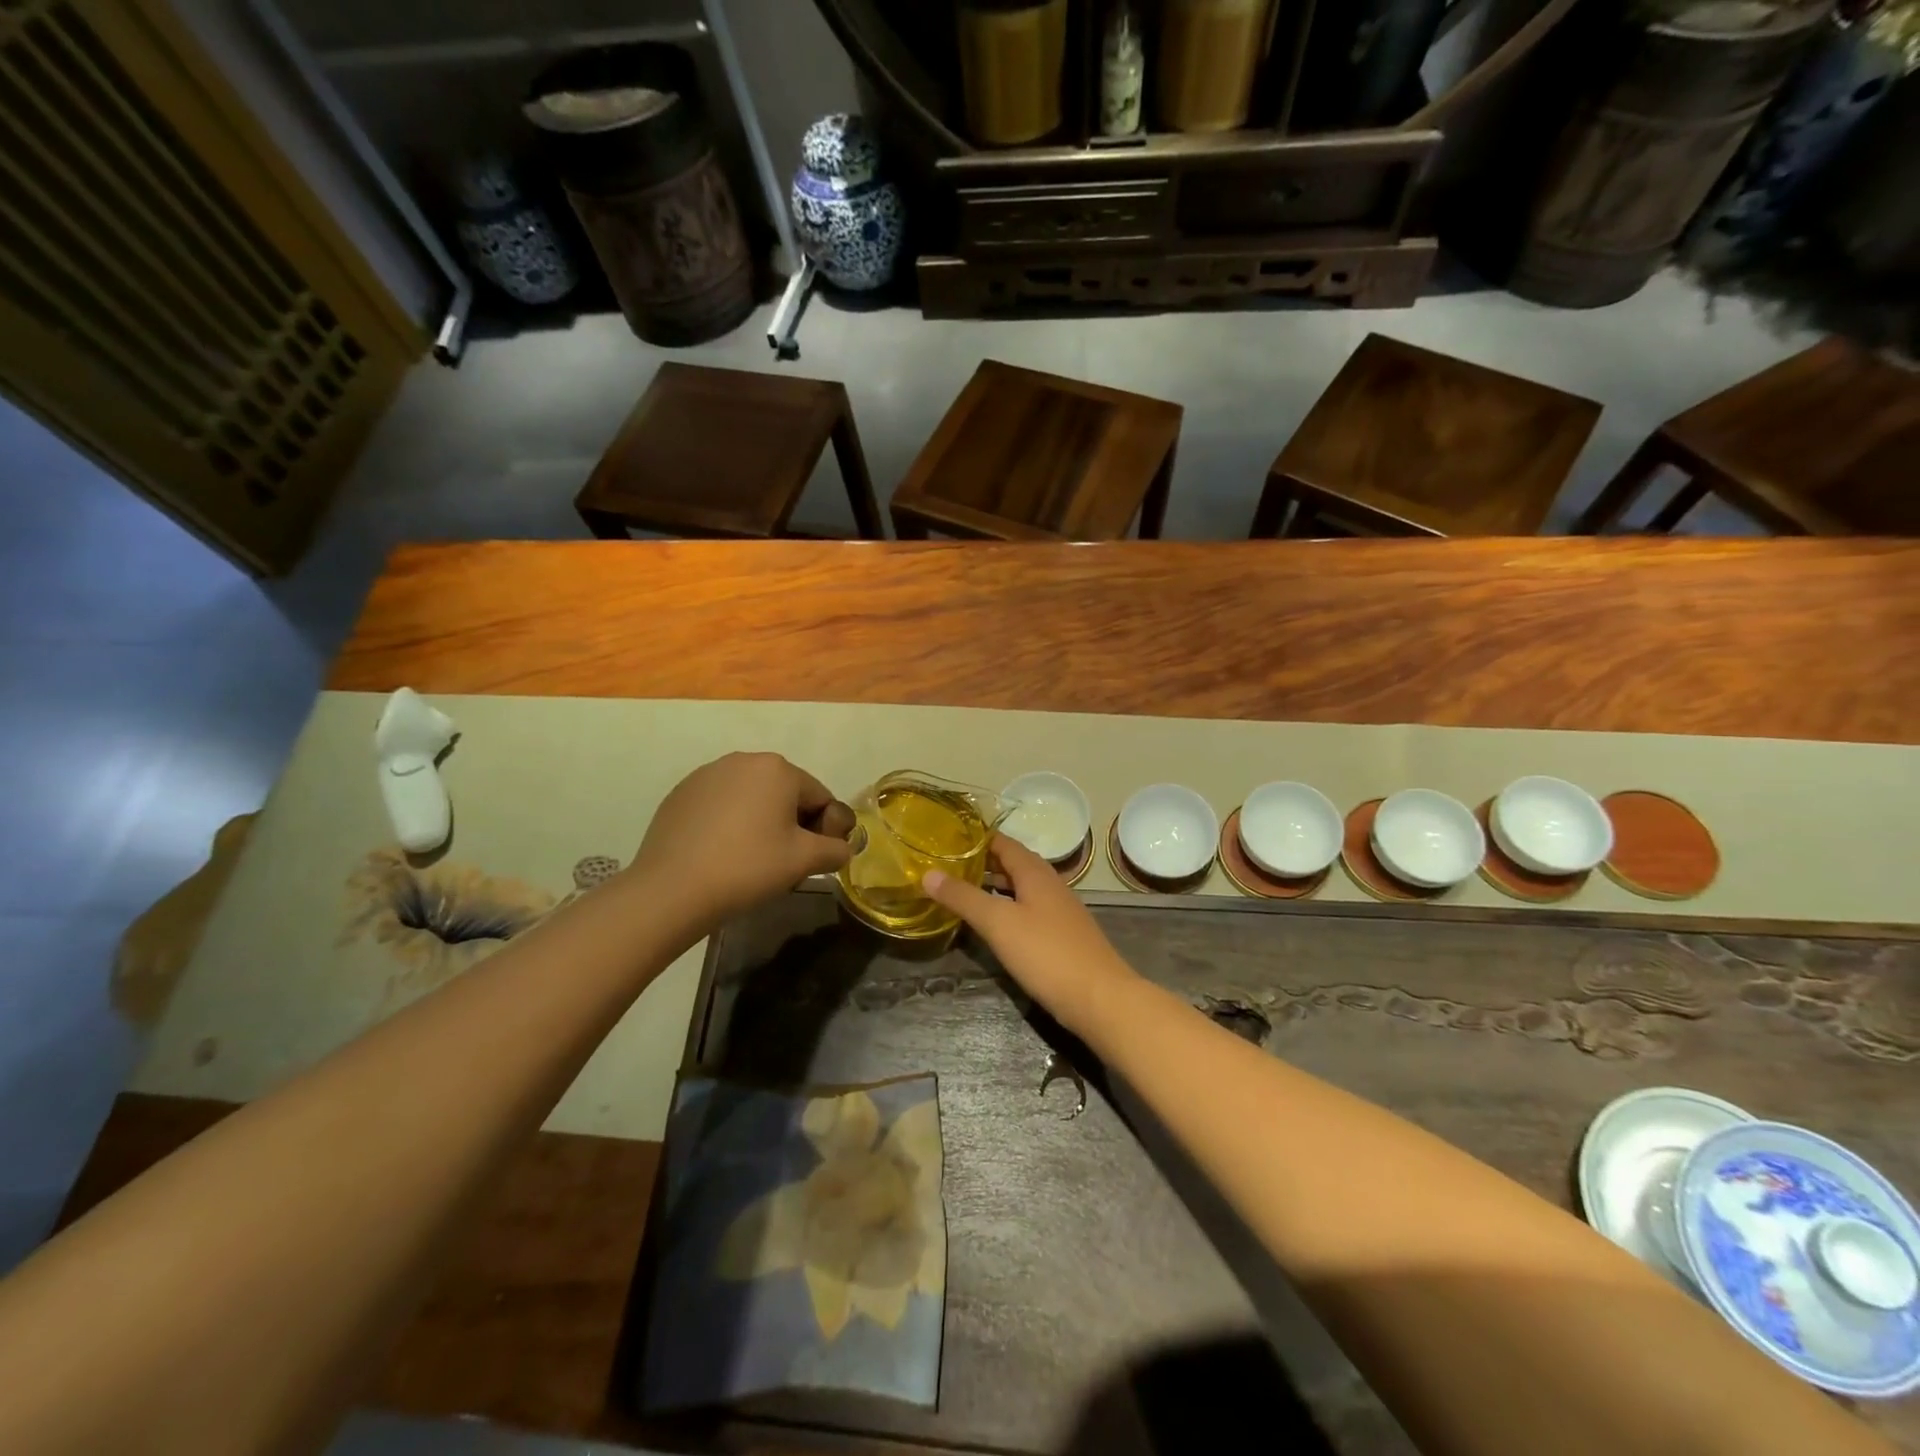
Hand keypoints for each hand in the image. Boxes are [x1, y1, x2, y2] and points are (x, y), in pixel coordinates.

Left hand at [629, 753, 854, 926]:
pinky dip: (729, 824)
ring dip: (761, 822)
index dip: (825, 830)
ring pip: (752, 798)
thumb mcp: (804, 861)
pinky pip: (721, 805)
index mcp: (778, 768)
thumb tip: (843, 848)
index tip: (814, 860)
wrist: (672, 889)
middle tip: (784, 862)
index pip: (820, 797)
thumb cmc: (748, 867)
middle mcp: (743, 760)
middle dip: (792, 824)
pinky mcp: (681, 794)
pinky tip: (721, 854)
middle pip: (785, 793)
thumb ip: (835, 850)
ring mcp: (707, 774)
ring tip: (751, 860)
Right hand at [923, 835, 1136, 1034]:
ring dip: (993, 886)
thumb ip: (963, 898)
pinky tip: (993, 925)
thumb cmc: (1047, 954)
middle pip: (1012, 863)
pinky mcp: (1062, 935)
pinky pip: (1028, 910)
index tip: (945, 838)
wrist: (1101, 998)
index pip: (1002, 842)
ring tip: (962, 892)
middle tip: (946, 866)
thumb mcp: (998, 923)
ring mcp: (1059, 910)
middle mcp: (1049, 884)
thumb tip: (928, 873)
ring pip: (1021, 888)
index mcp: (1035, 872)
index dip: (975, 838)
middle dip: (981, 862)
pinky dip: (1007, 907)